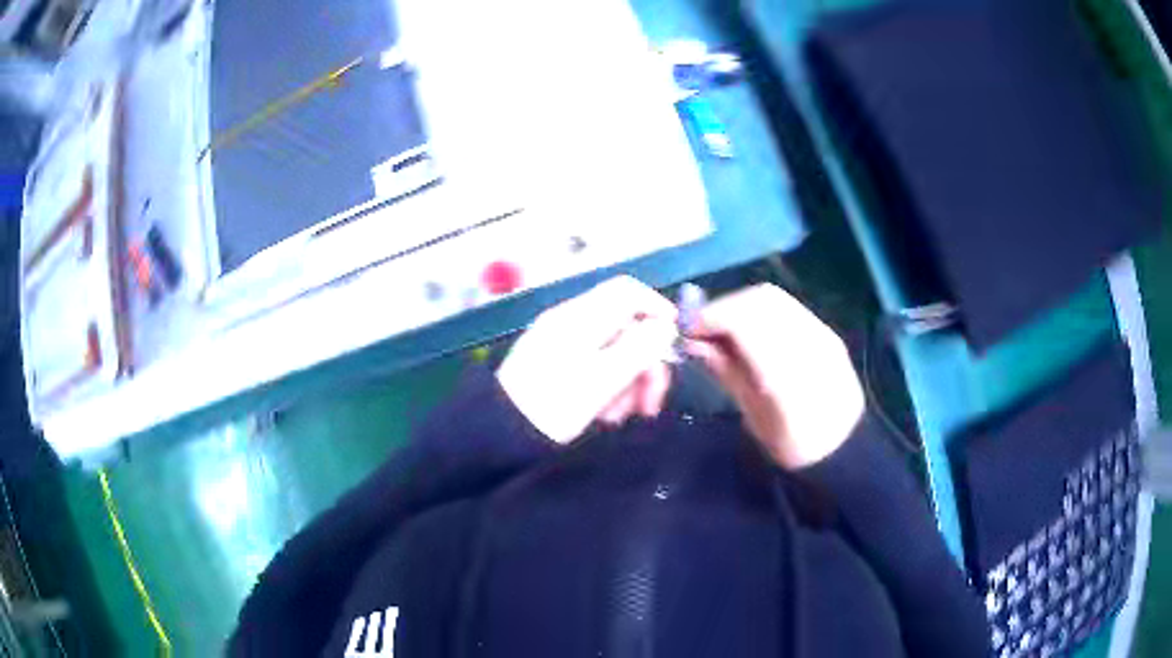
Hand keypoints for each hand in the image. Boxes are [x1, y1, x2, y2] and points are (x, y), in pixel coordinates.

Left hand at [497, 276, 677, 443]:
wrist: (501, 435)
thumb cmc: (552, 406)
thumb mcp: (601, 379)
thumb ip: (639, 349)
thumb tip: (665, 326)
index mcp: (580, 317)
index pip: (628, 291)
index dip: (657, 309)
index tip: (674, 342)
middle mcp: (572, 323)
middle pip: (625, 327)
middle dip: (644, 363)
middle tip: (650, 403)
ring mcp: (562, 344)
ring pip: (613, 351)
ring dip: (627, 382)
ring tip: (618, 417)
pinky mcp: (556, 365)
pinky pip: (594, 366)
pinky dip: (607, 388)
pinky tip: (604, 415)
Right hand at [684, 284, 863, 468]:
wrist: (846, 447)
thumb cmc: (795, 446)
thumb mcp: (755, 418)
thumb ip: (728, 373)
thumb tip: (696, 343)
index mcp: (787, 375)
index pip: (744, 322)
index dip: (710, 317)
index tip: (687, 330)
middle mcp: (807, 343)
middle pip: (760, 301)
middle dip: (724, 307)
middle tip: (702, 328)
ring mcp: (822, 333)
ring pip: (774, 298)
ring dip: (741, 305)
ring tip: (724, 328)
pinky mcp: (827, 332)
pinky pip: (788, 307)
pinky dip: (760, 311)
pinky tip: (750, 330)